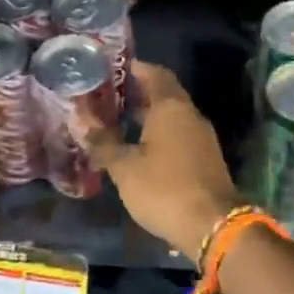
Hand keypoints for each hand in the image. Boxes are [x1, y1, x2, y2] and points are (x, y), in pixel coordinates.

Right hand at [82, 62, 241, 260]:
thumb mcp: (125, 167)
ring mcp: (201, 139)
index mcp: (171, 108)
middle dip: (138, 94)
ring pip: (172, 119)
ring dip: (148, 117)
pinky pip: (178, 138)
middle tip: (108, 97)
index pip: (155, 74)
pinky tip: (139, 150)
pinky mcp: (205, 161)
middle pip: (164, 96)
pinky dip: (158, 136)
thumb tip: (80, 119)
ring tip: (118, 122)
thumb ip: (103, 142)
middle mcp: (190, 116)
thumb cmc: (164, 189)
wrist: (212, 225)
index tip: (113, 68)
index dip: (136, 68)